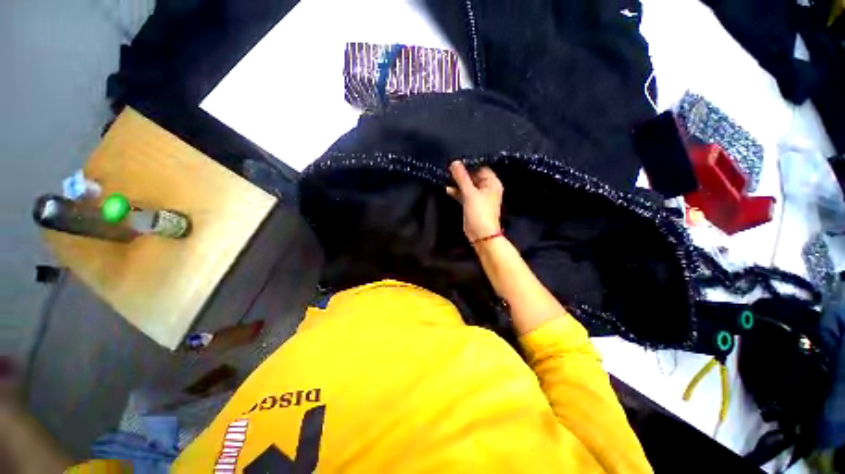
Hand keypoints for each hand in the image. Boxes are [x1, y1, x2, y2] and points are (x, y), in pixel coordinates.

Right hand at [446, 161, 502, 241]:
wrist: (481, 234)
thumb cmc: (479, 212)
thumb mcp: (470, 193)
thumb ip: (462, 177)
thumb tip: (454, 162)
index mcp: (492, 183)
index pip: (480, 167)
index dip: (469, 163)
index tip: (456, 159)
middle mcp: (487, 188)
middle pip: (473, 176)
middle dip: (461, 173)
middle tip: (448, 167)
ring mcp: (479, 196)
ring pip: (467, 185)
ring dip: (458, 182)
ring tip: (446, 176)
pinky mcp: (471, 204)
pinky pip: (464, 194)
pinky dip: (457, 191)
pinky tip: (447, 189)